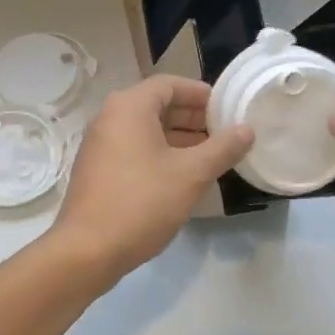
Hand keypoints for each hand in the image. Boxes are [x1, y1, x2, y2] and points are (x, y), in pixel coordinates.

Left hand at [50, 75, 253, 283]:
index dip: (201, 93)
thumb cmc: (142, 202)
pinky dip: (159, 152)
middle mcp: (110, 117)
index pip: (170, 84)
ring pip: (146, 129)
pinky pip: (134, 148)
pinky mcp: (97, 168)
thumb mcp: (191, 174)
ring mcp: (100, 143)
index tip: (227, 108)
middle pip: (157, 105)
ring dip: (178, 137)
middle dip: (192, 117)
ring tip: (211, 155)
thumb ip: (222, 148)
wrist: (87, 250)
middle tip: (224, 133)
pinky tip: (182, 175)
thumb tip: (247, 130)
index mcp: (129, 106)